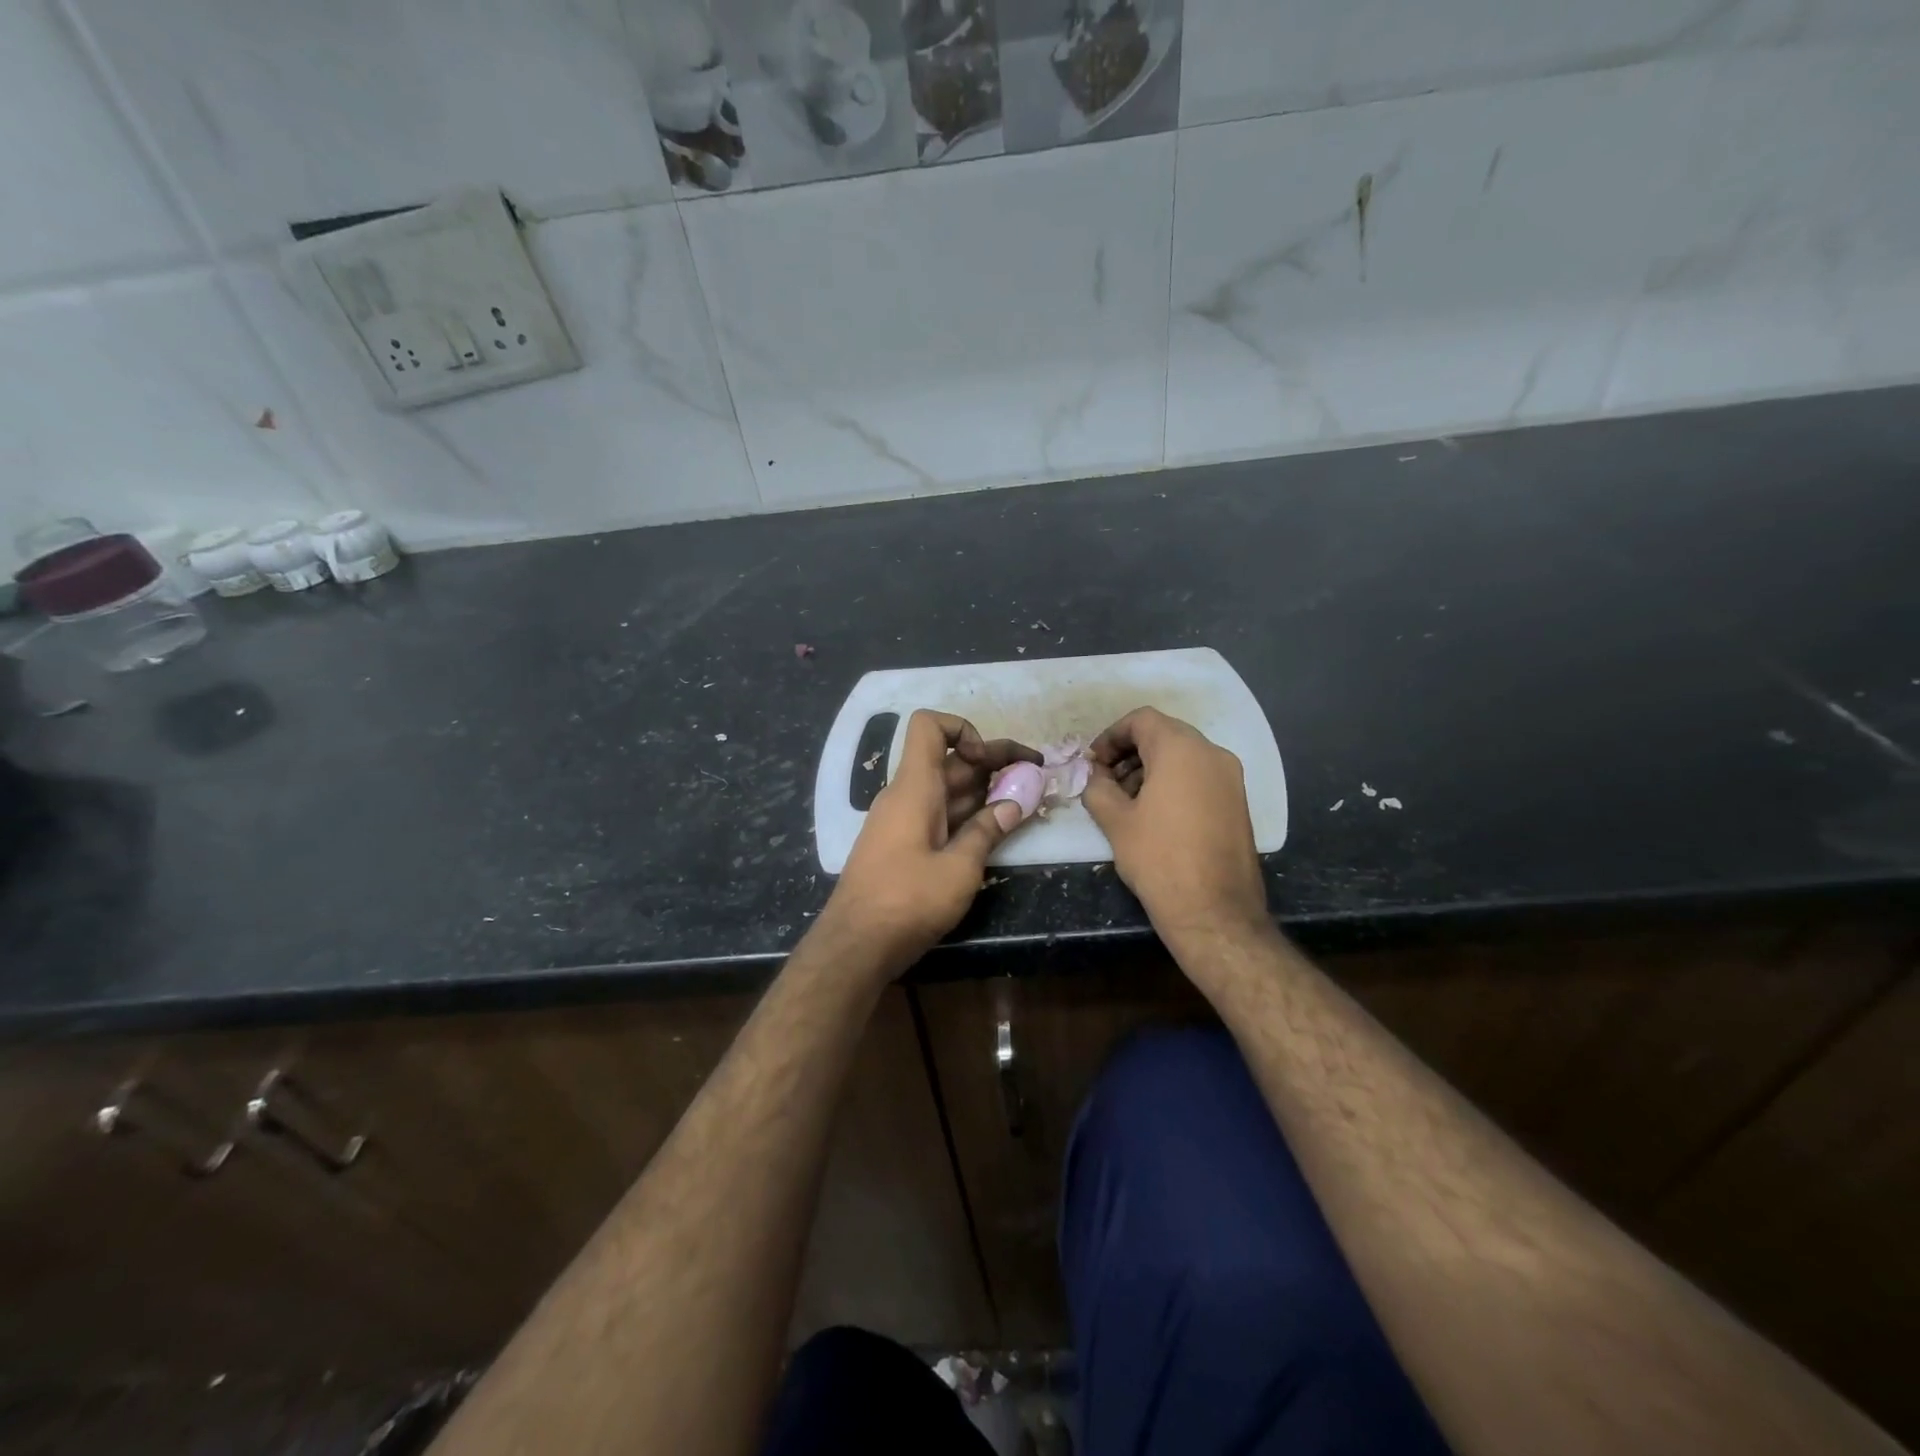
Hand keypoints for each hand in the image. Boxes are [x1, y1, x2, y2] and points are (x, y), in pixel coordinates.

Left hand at [819, 710, 1038, 975]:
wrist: (855, 946)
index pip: (929, 726)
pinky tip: (995, 830)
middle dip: (994, 762)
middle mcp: (906, 795)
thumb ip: (988, 831)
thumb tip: (1016, 802)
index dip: (963, 729)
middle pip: (950, 761)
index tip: (989, 761)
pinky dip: (968, 815)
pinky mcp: (903, 846)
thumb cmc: (907, 901)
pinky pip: (939, 815)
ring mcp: (903, 821)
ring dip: (985, 790)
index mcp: (915, 787)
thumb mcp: (959, 869)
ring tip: (1026, 799)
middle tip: (1036, 774)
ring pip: (948, 790)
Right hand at [1082, 707, 1270, 946]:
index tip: (1094, 762)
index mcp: (1181, 749)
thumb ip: (1098, 788)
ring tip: (1127, 800)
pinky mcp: (1238, 802)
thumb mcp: (1115, 821)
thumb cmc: (1159, 859)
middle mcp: (1212, 753)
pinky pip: (1201, 776)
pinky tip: (1155, 814)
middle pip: (1165, 734)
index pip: (1142, 720)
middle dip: (1130, 752)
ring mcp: (1231, 778)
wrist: (1215, 911)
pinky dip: (1175, 782)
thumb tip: (1095, 776)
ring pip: (1184, 755)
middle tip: (1106, 780)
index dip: (1111, 735)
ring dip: (1151, 767)